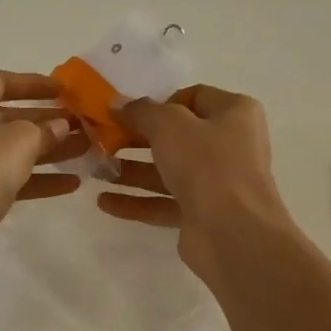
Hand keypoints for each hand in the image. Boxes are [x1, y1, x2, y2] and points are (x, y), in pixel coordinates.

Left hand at [0, 71, 88, 258]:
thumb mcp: (18, 142)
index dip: (34, 84)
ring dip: (45, 150)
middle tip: (81, 124)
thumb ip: (44, 129)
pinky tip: (71, 183)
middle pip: (3, 117)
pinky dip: (32, 178)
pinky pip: (1, 176)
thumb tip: (61, 125)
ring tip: (85, 150)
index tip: (65, 89)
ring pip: (5, 149)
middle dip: (45, 122)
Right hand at [98, 85, 293, 274]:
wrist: (233, 233)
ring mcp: (217, 183)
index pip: (194, 97)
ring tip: (95, 170)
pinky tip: (103, 202)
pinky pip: (164, 202)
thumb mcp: (169, 125)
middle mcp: (230, 145)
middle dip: (137, 139)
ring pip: (167, 171)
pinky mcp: (202, 214)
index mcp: (235, 113)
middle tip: (102, 140)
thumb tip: (118, 103)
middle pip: (177, 136)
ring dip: (132, 171)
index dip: (159, 102)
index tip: (128, 112)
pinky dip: (136, 201)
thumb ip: (141, 111)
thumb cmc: (207, 164)